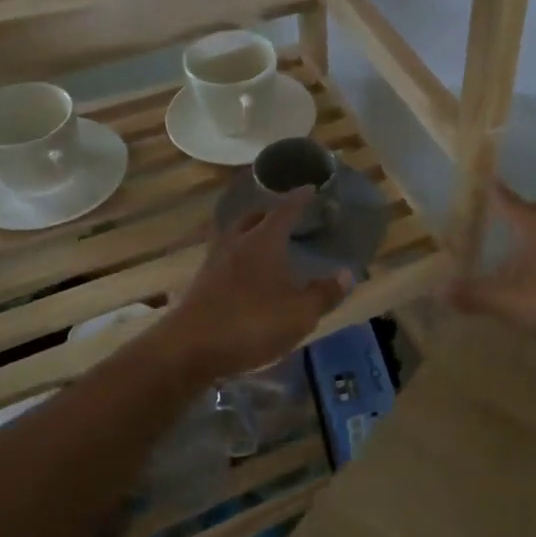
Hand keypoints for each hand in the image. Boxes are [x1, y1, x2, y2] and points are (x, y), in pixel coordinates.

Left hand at [160, 190, 350, 380]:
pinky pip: (225, 259)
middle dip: (271, 214)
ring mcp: (214, 262)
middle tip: (287, 217)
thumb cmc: (251, 323)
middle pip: (253, 218)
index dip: (299, 199)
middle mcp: (236, 243)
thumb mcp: (299, 313)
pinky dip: (240, 258)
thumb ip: (323, 294)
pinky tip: (247, 275)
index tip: (309, 188)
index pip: (284, 210)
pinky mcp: (201, 284)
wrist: (190, 349)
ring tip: (267, 244)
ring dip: (251, 235)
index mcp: (263, 241)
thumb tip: (346, 274)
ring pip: (235, 237)